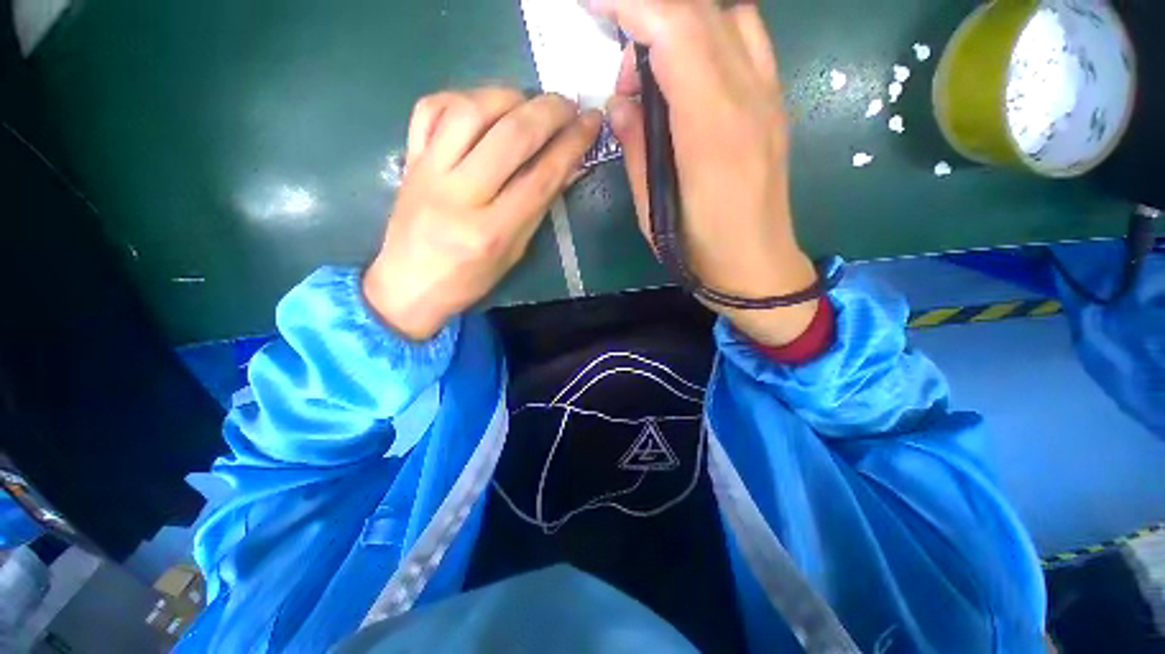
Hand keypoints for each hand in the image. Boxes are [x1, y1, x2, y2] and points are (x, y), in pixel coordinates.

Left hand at [364, 88, 601, 339]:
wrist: (408, 284)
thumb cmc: (468, 279)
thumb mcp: (513, 253)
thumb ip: (539, 208)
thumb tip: (568, 167)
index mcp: (491, 232)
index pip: (540, 178)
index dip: (571, 146)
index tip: (590, 123)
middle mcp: (459, 196)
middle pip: (510, 137)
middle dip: (548, 112)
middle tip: (568, 105)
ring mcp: (428, 172)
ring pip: (470, 111)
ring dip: (509, 97)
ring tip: (529, 103)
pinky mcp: (409, 159)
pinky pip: (430, 109)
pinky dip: (462, 97)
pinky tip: (483, 106)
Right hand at [593, 0, 819, 345]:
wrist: (757, 268)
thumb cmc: (699, 251)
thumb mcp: (651, 210)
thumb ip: (635, 147)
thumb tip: (621, 101)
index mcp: (712, 132)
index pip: (676, 31)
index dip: (631, 3)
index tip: (593, 1)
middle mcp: (749, 99)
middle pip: (702, 11)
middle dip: (648, 14)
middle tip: (622, 69)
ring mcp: (769, 97)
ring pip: (729, 16)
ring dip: (680, 25)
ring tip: (652, 79)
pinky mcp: (773, 104)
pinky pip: (744, 40)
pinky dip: (707, 36)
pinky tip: (685, 77)